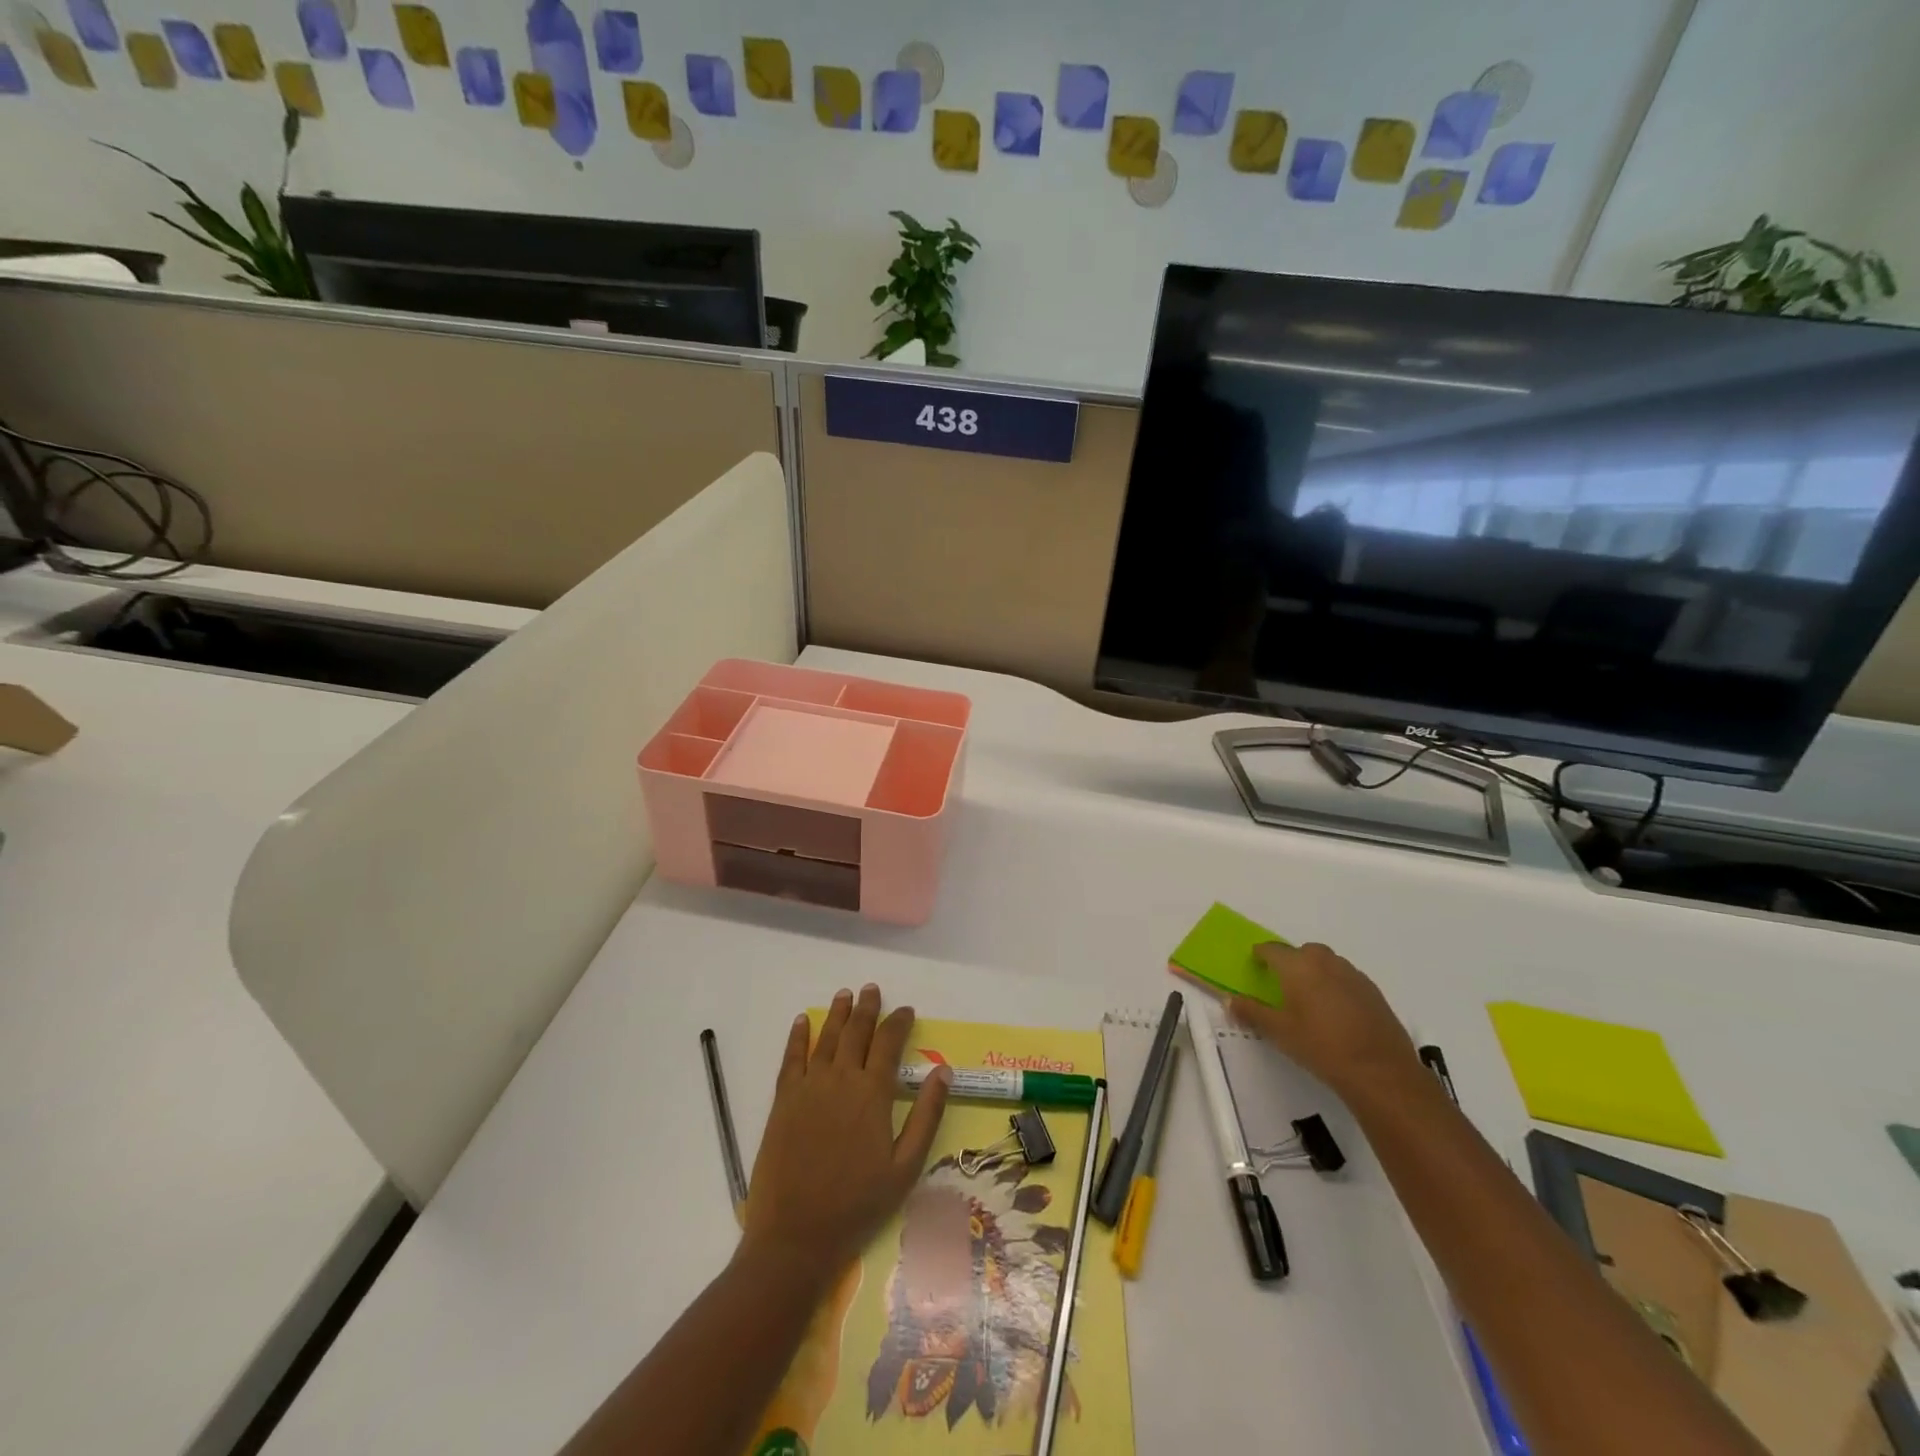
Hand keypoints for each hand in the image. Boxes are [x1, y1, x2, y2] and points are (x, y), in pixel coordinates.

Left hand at [740, 985, 949, 1280]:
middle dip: (867, 1008)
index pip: (889, 1043)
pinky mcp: (783, 1100)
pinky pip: (792, 1058)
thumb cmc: (858, 1205)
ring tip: (845, 994)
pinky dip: (798, 1036)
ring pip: (826, 1037)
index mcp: (872, 1093)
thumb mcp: (906, 1167)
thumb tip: (944, 1072)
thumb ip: (926, 1115)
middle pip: (856, 1031)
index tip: (906, 1010)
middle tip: (872, 989)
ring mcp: (808, 1087)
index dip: (899, 1022)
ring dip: (837, 1013)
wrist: (796, 1235)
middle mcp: (840, 1079)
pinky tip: (803, 1022)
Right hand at [1228, 942, 1422, 1104]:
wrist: (1380, 1071)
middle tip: (1283, 984)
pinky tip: (1336, 1012)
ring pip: (1327, 963)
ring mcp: (1353, 975)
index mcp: (1298, 966)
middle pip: (1303, 952)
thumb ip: (1252, 1012)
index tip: (1255, 963)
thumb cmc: (1320, 1046)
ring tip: (1309, 998)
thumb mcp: (1279, 1032)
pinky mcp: (1373, 992)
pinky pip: (1346, 978)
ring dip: (1315, 972)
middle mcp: (1325, 962)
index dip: (1261, 954)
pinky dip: (1336, 985)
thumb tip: (1229, 1000)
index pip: (1272, 949)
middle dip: (1291, 961)